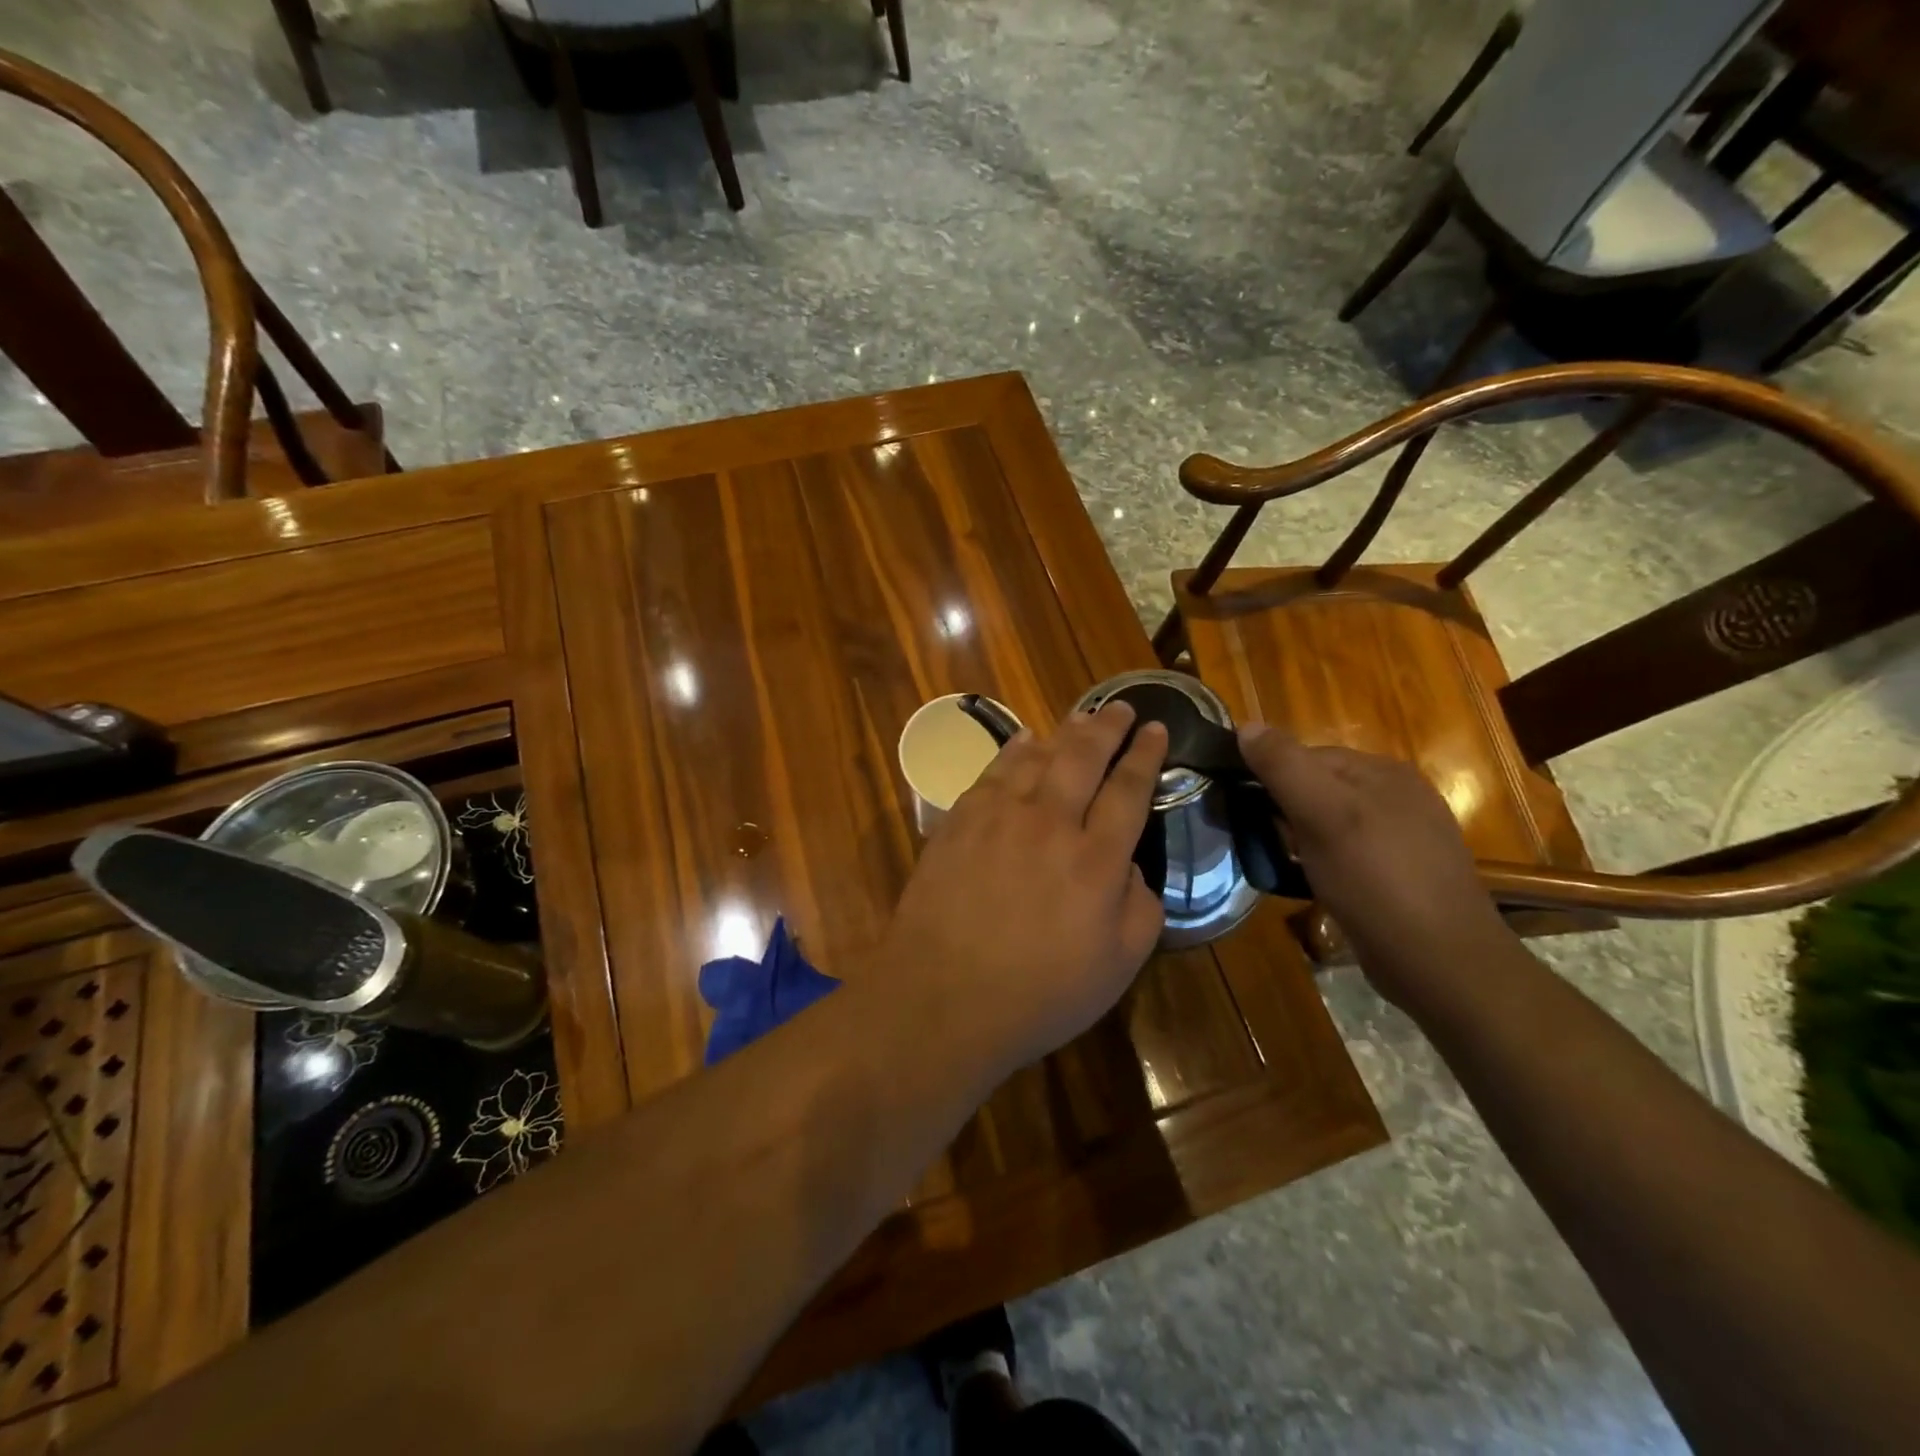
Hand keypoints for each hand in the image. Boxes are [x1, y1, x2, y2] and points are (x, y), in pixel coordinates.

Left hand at [880, 702, 1167, 1074]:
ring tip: (1081, 717)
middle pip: (1084, 757)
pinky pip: (994, 771)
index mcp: (1097, 860)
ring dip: (1065, 732)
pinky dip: (1014, 750)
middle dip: (1107, 727)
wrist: (942, 996)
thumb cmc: (1038, 994)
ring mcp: (1000, 817)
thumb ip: (1141, 909)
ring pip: (1038, 756)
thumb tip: (1132, 867)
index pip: (1129, 790)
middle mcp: (1051, 823)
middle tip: (1121, 707)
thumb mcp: (1118, 967)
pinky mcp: (960, 820)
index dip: (1145, 755)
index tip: (1156, 729)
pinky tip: (1024, 741)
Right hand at [1237, 726, 1507, 1007]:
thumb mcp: (1323, 815)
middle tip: (1263, 841)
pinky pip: (1348, 854)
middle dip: (1285, 810)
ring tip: (1284, 864)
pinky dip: (1324, 863)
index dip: (1271, 777)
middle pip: (1319, 788)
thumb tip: (1246, 726)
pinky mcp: (1403, 876)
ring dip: (1301, 839)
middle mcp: (1399, 796)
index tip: (1243, 808)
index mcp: (1384, 772)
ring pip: (1332, 823)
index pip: (1308, 755)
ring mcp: (1406, 838)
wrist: (1442, 964)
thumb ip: (1284, 767)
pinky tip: (1316, 884)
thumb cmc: (1377, 880)